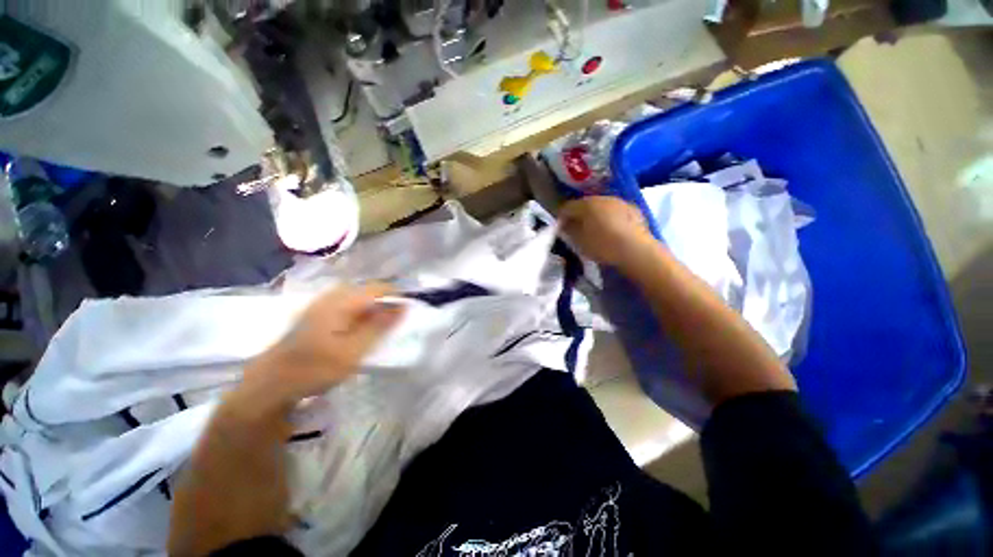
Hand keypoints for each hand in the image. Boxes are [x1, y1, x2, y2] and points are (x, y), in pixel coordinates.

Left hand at [241, 283, 404, 408]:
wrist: (270, 385)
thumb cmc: (314, 368)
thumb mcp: (354, 349)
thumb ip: (380, 326)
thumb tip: (403, 306)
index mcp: (340, 302)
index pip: (377, 288)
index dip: (397, 295)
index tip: (410, 309)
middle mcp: (330, 297)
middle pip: (367, 291)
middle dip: (385, 302)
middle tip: (396, 319)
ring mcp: (320, 305)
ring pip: (356, 298)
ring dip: (372, 308)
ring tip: (382, 325)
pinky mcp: (315, 316)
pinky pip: (345, 306)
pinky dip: (359, 314)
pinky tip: (359, 330)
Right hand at [558, 197, 655, 266]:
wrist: (636, 251)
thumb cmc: (603, 246)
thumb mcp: (580, 242)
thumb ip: (569, 231)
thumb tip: (565, 225)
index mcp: (587, 204)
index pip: (568, 206)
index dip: (562, 216)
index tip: (559, 227)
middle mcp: (603, 198)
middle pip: (586, 204)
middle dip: (579, 214)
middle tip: (576, 228)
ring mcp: (620, 202)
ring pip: (602, 206)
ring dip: (596, 215)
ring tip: (594, 229)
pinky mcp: (634, 210)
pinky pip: (615, 211)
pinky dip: (610, 218)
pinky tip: (612, 230)